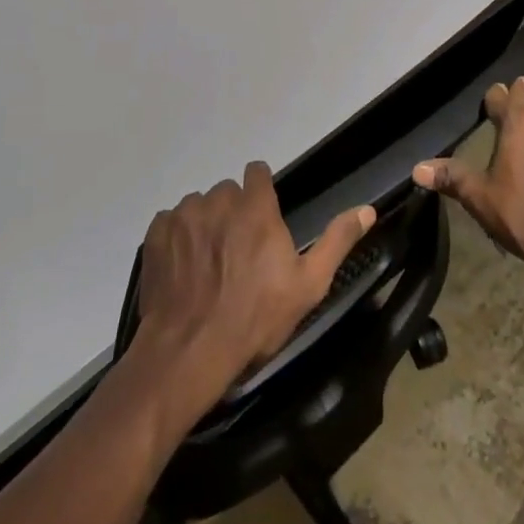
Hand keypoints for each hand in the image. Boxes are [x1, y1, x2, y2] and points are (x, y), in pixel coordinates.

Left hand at [135, 162, 372, 422]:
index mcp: (255, 207)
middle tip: (237, 252)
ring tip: (208, 264)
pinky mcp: (156, 234)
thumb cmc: (255, 319)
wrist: (190, 351)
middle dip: (233, 212)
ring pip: (198, 206)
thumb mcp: (308, 285)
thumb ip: (337, 240)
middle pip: (227, 192)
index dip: (260, 191)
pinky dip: (177, 239)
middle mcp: (218, 199)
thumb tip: (367, 208)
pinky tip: (183, 269)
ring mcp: (184, 215)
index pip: (257, 172)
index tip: (263, 217)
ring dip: (205, 224)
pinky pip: (170, 222)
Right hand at [413, 76, 523, 298]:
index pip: (505, 96)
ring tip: (522, 147)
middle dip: (517, 109)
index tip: (494, 93)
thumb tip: (417, 169)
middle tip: (505, 115)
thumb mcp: (480, 197)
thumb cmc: (522, 215)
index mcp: (521, 124)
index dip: (496, 95)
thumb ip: (451, 177)